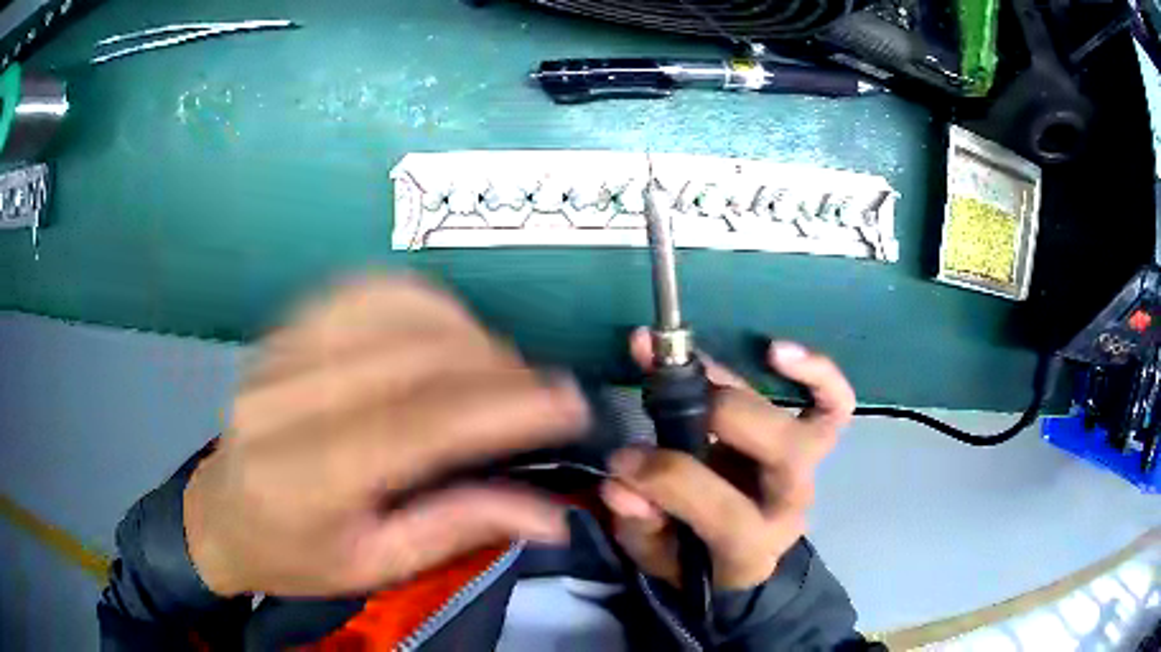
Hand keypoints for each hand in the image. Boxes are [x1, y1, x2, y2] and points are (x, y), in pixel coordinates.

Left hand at [184, 276, 588, 596]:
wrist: (222, 516)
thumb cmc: (296, 556)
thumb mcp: (377, 566)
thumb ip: (460, 529)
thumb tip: (552, 515)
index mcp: (306, 481)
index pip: (416, 425)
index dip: (500, 407)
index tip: (566, 402)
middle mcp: (285, 405)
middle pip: (408, 359)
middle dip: (495, 365)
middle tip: (543, 388)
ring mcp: (278, 357)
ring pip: (388, 310)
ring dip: (462, 329)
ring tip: (500, 364)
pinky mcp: (281, 332)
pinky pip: (359, 292)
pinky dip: (418, 299)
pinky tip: (446, 328)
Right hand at [600, 329, 854, 589]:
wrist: (737, 557)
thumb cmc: (692, 558)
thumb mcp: (653, 555)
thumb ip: (638, 524)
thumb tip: (620, 484)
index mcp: (750, 545)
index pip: (724, 508)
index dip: (669, 477)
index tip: (621, 458)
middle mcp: (789, 503)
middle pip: (781, 452)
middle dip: (718, 416)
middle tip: (662, 397)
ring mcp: (807, 470)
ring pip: (805, 423)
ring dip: (753, 383)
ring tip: (694, 357)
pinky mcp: (815, 444)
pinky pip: (833, 405)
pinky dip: (817, 373)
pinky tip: (775, 351)